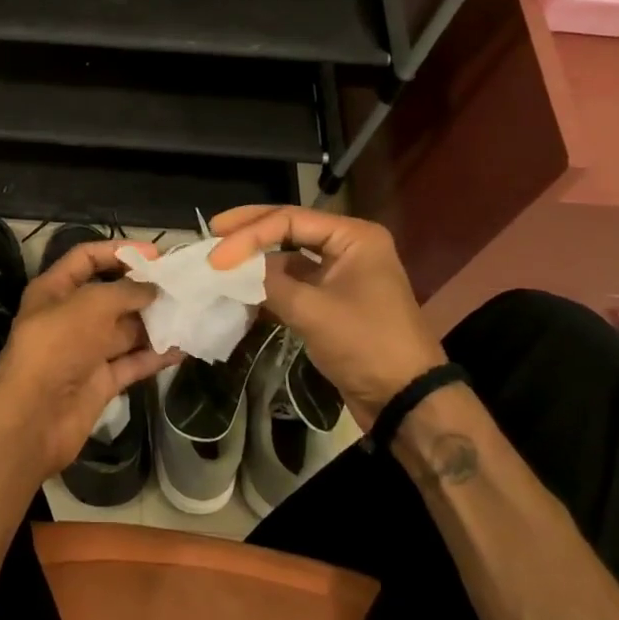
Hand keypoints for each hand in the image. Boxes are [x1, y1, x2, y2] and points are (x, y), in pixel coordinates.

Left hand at [0, 239, 175, 481]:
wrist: (33, 418)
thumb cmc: (57, 346)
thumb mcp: (91, 305)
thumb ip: (126, 291)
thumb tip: (153, 288)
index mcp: (54, 289)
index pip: (86, 258)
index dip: (118, 251)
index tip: (155, 254)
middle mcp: (70, 317)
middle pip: (111, 294)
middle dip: (144, 288)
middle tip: (182, 284)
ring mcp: (86, 351)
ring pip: (125, 329)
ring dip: (154, 321)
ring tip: (190, 311)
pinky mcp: (100, 382)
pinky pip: (132, 362)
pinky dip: (155, 355)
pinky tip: (183, 347)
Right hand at [208, 206, 444, 430]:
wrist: (405, 400)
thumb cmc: (365, 344)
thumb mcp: (313, 311)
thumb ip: (269, 283)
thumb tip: (233, 269)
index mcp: (353, 237)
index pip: (290, 220)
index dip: (249, 234)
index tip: (216, 256)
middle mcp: (348, 247)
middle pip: (289, 229)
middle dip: (250, 233)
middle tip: (213, 231)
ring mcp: (341, 275)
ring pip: (289, 256)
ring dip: (257, 261)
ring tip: (220, 262)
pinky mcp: (333, 301)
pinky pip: (294, 283)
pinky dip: (268, 286)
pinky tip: (241, 290)